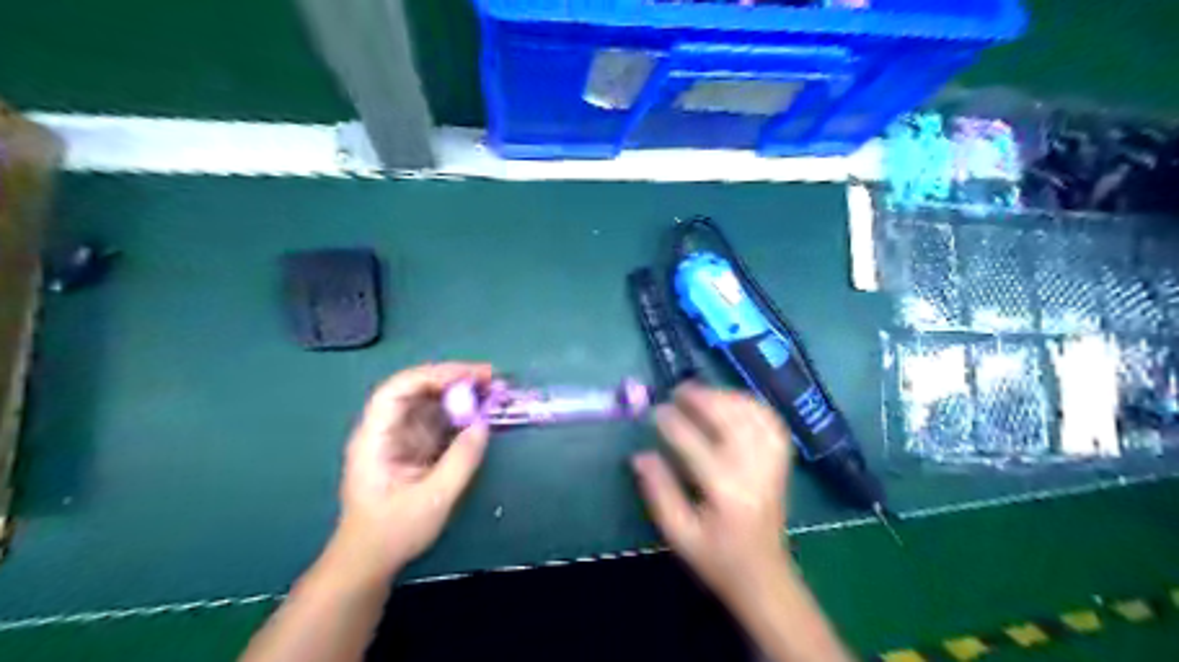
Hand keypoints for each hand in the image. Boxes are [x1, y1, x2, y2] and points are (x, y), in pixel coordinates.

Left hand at [323, 365, 490, 587]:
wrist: (371, 560)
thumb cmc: (393, 532)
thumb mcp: (433, 500)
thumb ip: (460, 461)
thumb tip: (483, 424)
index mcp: (375, 438)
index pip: (397, 391)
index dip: (432, 376)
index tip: (469, 376)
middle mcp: (386, 429)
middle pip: (416, 389)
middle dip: (452, 378)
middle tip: (490, 377)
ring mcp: (400, 435)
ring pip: (429, 400)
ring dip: (460, 391)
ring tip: (492, 388)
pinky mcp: (415, 445)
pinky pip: (438, 418)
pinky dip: (461, 410)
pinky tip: (482, 409)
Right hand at [635, 383, 789, 605]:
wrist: (763, 575)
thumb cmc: (716, 557)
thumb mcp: (678, 534)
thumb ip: (658, 492)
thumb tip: (640, 455)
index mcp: (725, 491)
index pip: (694, 444)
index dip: (672, 422)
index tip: (656, 411)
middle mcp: (753, 471)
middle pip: (729, 420)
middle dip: (702, 399)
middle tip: (678, 391)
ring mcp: (772, 464)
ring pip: (752, 415)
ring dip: (726, 397)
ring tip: (702, 393)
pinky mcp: (781, 462)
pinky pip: (771, 422)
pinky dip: (752, 405)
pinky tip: (733, 402)